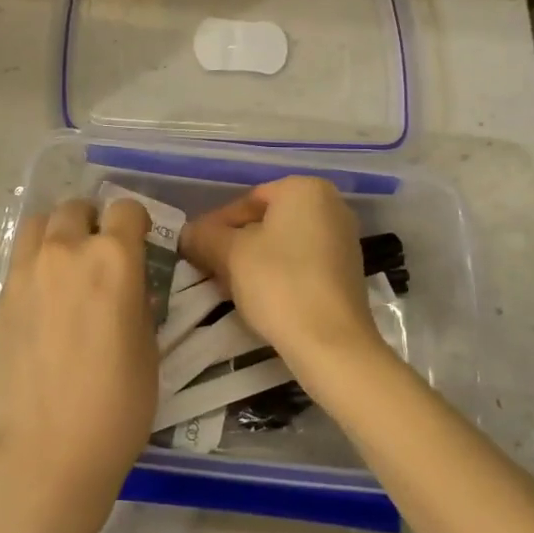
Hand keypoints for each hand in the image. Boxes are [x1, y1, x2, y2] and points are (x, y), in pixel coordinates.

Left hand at [0, 196, 155, 532]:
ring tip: (65, 263)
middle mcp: (66, 251)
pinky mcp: (1, 296)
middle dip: (92, 222)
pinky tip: (43, 298)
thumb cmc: (117, 403)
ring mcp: (26, 271)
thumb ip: (137, 301)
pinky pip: (19, 259)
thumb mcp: (148, 346)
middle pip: (76, 208)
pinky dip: (34, 262)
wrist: (47, 448)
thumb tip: (128, 287)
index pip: (125, 209)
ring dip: (57, 232)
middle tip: (100, 253)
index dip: (136, 222)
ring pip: (39, 223)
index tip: (139, 242)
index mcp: (113, 258)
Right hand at [181, 176, 381, 383]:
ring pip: (282, 244)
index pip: (246, 201)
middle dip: (234, 245)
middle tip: (208, 270)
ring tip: (227, 288)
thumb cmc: (279, 283)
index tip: (195, 251)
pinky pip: (301, 263)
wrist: (332, 343)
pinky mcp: (347, 272)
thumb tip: (186, 234)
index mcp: (304, 189)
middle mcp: (330, 205)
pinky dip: (277, 275)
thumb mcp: (230, 254)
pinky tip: (258, 298)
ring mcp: (343, 239)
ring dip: (251, 262)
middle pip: (265, 222)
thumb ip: (204, 237)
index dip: (214, 226)